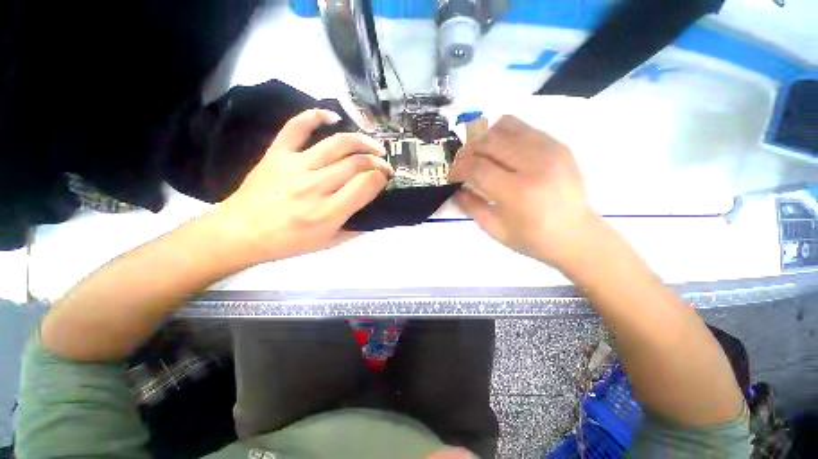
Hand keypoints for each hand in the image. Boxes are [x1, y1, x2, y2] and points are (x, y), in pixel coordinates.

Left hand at [217, 109, 391, 262]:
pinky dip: (315, 116)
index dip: (381, 178)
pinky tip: (333, 117)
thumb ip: (355, 229)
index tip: (385, 179)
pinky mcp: (278, 154)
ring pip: (337, 143)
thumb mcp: (328, 243)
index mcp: (329, 212)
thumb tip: (374, 214)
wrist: (241, 232)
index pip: (366, 184)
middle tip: (384, 166)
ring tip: (373, 146)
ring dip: (362, 141)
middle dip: (378, 162)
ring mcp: (295, 165)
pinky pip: (297, 127)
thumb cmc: (288, 242)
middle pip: (357, 163)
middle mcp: (316, 185)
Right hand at [450, 115, 598, 267]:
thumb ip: (471, 206)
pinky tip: (501, 151)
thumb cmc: (533, 239)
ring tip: (481, 154)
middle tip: (462, 163)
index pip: (478, 167)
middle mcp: (535, 165)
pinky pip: (523, 127)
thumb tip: (455, 189)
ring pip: (505, 126)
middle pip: (489, 142)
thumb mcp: (495, 229)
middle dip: (468, 150)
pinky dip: (504, 134)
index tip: (452, 174)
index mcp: (518, 192)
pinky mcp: (559, 145)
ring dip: (485, 138)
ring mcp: (550, 150)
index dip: (458, 168)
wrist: (578, 236)